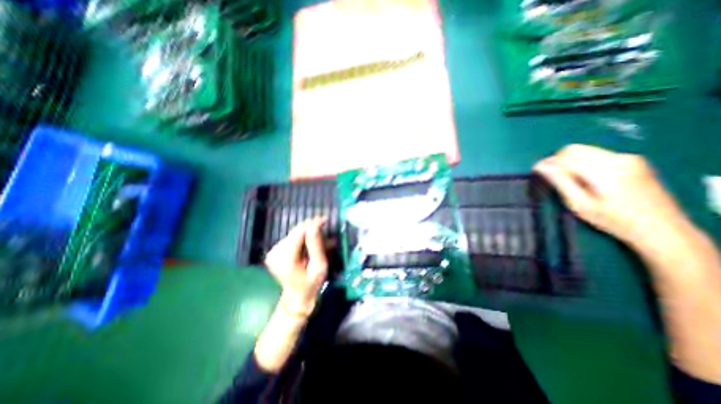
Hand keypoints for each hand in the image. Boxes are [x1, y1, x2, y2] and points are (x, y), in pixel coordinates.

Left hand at [264, 217, 328, 318]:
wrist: (296, 297)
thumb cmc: (311, 284)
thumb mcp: (319, 266)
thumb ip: (316, 245)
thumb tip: (315, 225)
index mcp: (285, 259)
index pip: (299, 233)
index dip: (312, 224)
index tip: (326, 220)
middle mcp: (275, 252)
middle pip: (296, 231)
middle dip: (312, 227)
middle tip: (325, 227)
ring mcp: (273, 251)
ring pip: (294, 233)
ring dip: (308, 233)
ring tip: (320, 238)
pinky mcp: (275, 250)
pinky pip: (292, 238)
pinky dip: (302, 238)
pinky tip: (310, 243)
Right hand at [535, 146, 686, 246]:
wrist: (661, 228)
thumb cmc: (614, 221)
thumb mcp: (580, 205)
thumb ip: (560, 182)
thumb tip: (541, 167)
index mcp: (604, 172)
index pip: (565, 158)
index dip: (547, 163)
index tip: (536, 172)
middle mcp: (617, 159)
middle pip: (574, 149)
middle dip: (557, 160)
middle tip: (551, 176)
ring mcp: (628, 157)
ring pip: (584, 150)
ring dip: (569, 161)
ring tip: (568, 179)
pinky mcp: (632, 160)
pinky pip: (596, 154)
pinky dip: (582, 162)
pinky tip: (586, 178)